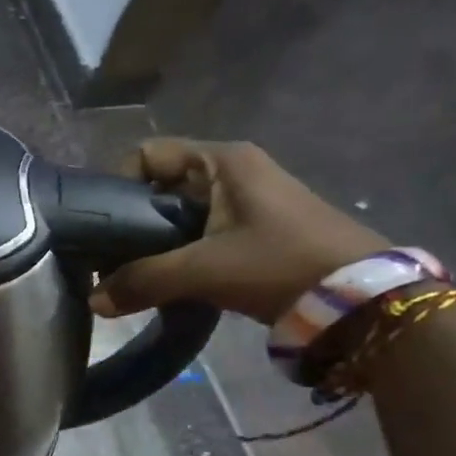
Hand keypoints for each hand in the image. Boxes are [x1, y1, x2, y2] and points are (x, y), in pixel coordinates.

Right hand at [91, 139, 387, 323]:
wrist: (362, 299)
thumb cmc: (280, 265)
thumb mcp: (205, 271)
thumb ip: (143, 281)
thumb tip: (93, 300)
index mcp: (220, 161)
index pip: (146, 154)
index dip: (117, 185)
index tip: (102, 227)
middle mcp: (231, 170)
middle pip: (159, 185)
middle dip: (132, 221)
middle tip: (111, 259)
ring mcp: (246, 199)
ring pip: (178, 213)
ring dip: (155, 242)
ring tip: (135, 275)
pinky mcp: (256, 228)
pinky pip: (201, 231)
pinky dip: (179, 252)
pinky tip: (169, 281)